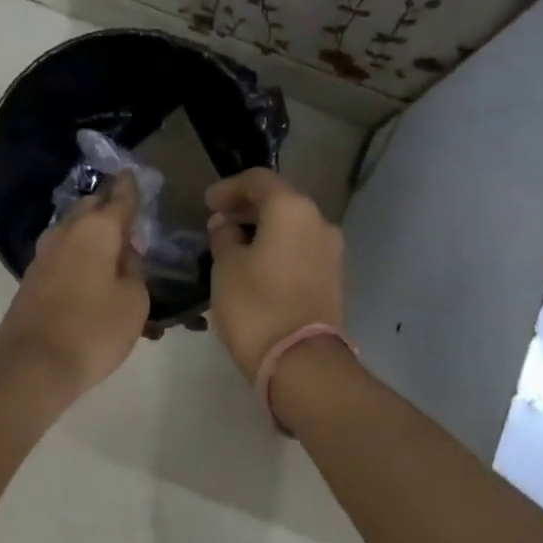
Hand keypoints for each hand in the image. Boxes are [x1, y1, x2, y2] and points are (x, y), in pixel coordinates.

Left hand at [0, 172, 149, 402]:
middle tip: (126, 206)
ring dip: (92, 229)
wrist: (33, 365)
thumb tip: (124, 252)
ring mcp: (44, 254)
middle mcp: (67, 232)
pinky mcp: (33, 277)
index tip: (133, 174)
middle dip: (108, 203)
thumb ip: (134, 269)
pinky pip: (63, 251)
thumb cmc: (93, 330)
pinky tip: (90, 265)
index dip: (130, 186)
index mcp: (97, 230)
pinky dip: (79, 251)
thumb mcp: (134, 301)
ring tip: (112, 239)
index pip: (120, 197)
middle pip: (90, 207)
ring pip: (73, 228)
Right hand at [205, 168, 344, 377]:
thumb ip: (224, 236)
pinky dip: (279, 247)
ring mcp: (332, 251)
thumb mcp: (226, 266)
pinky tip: (257, 264)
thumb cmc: (256, 305)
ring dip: (265, 228)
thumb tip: (226, 224)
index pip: (259, 180)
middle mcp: (319, 221)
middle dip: (248, 207)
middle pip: (280, 200)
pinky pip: (301, 249)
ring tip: (235, 244)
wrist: (302, 362)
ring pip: (293, 226)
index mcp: (292, 209)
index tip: (208, 202)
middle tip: (219, 219)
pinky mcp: (334, 278)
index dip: (229, 187)